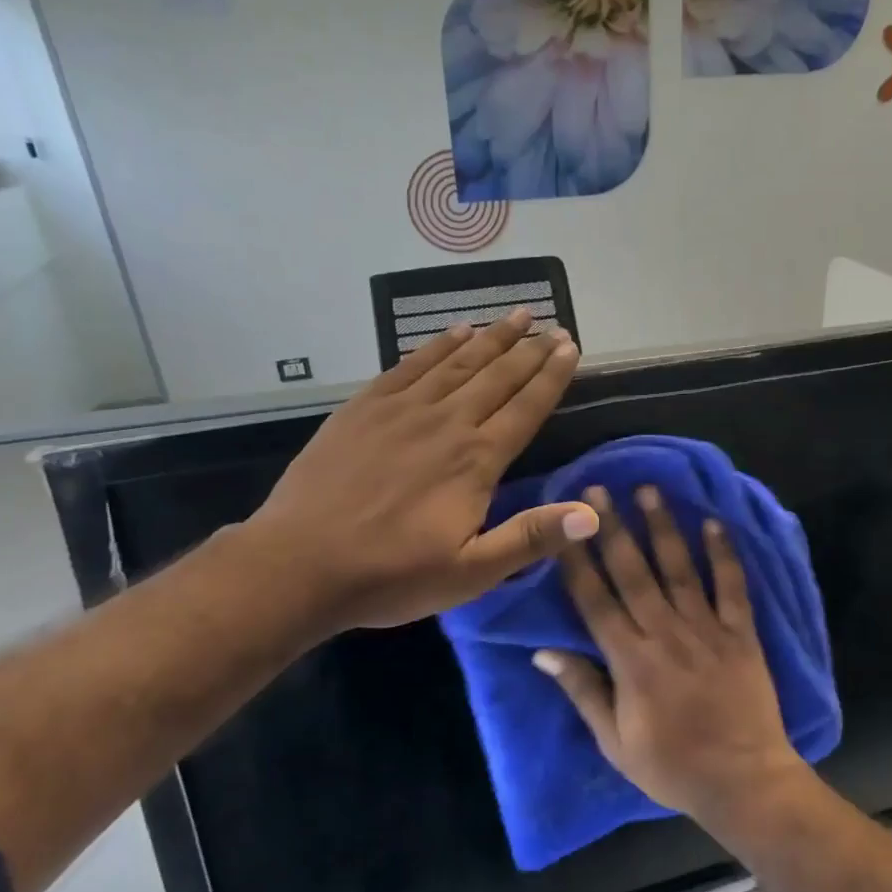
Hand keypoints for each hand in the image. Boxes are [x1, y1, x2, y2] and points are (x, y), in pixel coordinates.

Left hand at [246, 311, 596, 631]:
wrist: (299, 564)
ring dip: (491, 337)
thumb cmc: (391, 575)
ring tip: (515, 316)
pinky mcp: (364, 408)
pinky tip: (454, 332)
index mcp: (476, 460)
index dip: (552, 376)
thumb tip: (592, 515)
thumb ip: (531, 537)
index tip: (570, 346)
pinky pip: (409, 365)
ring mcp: (401, 410)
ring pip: (457, 363)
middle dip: (529, 349)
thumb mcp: (471, 572)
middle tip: (552, 325)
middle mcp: (446, 422)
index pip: (526, 408)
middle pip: (497, 377)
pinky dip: (436, 345)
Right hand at [534, 485, 808, 822]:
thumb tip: (543, 652)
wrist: (744, 782)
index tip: (564, 524)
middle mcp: (666, 634)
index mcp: (630, 661)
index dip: (577, 560)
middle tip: (598, 489)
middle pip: (634, 573)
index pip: (596, 600)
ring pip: (680, 570)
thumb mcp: (615, 742)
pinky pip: (733, 588)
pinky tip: (715, 523)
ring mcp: (707, 630)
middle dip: (613, 529)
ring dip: (663, 528)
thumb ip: (583, 691)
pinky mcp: (742, 634)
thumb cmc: (672, 766)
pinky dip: (725, 554)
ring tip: (649, 490)